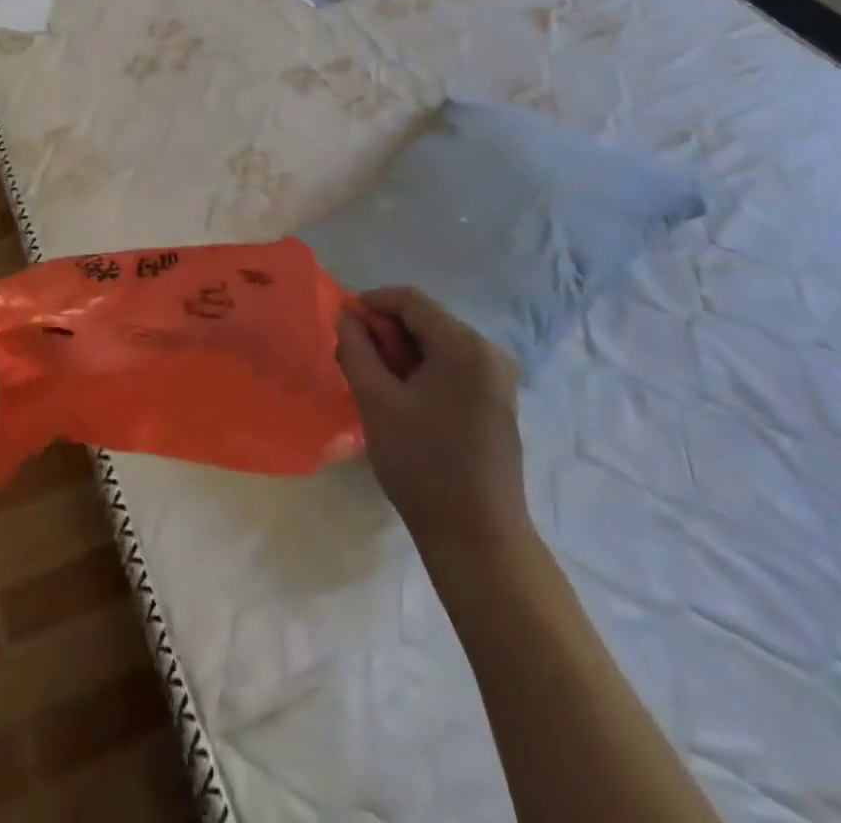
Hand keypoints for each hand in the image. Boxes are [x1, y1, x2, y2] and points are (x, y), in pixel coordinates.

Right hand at [336, 288, 530, 554]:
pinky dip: (424, 370)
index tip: (341, 322)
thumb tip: (346, 316)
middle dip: (386, 332)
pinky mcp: (498, 400)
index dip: (372, 303)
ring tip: (373, 379)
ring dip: (403, 352)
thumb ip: (356, 350)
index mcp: (465, 346)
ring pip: (439, 344)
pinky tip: (403, 397)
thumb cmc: (422, 465)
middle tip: (353, 357)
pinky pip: (454, 366)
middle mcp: (489, 352)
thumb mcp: (377, 402)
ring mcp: (498, 378)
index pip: (411, 301)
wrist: (478, 538)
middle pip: (427, 321)